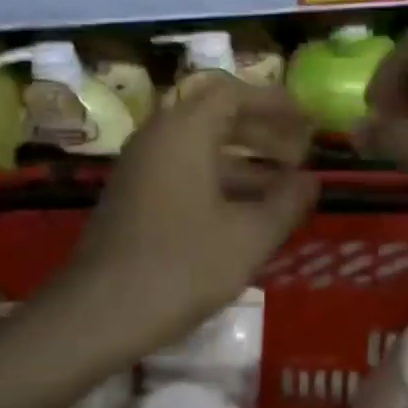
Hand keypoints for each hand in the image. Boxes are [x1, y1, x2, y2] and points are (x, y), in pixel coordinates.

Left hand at [61, 74, 317, 352]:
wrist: (96, 316)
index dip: (275, 103)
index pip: (233, 92)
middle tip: (301, 153)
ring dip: (244, 159)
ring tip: (284, 187)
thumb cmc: (180, 268)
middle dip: (263, 131)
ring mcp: (141, 168)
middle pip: (216, 116)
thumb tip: (310, 180)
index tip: (308, 123)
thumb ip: (287, 202)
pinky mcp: (134, 198)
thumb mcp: (249, 237)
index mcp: (184, 132)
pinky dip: (219, 180)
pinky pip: (184, 171)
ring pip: (200, 147)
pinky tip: (246, 213)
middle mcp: (158, 138)